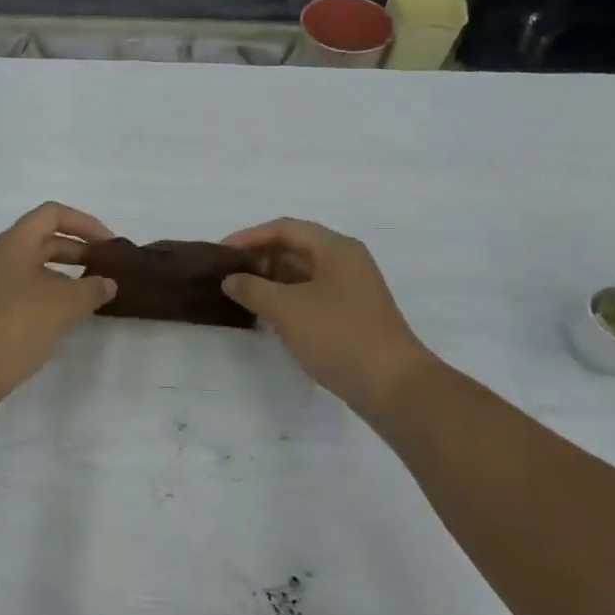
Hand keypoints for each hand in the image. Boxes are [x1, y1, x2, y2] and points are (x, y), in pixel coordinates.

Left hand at [0, 202, 117, 398]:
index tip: (109, 246)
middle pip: (44, 240)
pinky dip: (51, 295)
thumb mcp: (65, 304)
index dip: (85, 223)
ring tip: (91, 295)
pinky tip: (66, 317)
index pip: (52, 214)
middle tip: (106, 271)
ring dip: (66, 276)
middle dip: (78, 251)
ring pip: (36, 268)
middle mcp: (1, 257)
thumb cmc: (19, 324)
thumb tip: (107, 283)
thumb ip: (93, 288)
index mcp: (15, 242)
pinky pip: (27, 290)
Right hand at [220, 218, 433, 413]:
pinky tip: (267, 316)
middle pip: (295, 248)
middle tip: (227, 275)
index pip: (284, 228)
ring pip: (303, 274)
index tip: (220, 253)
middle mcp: (346, 261)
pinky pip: (311, 296)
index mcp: (335, 248)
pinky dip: (287, 300)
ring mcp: (351, 290)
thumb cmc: (338, 336)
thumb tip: (230, 280)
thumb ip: (253, 289)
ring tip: (240, 295)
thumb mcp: (287, 309)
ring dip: (271, 281)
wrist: (393, 386)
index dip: (249, 237)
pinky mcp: (351, 315)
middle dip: (259, 259)